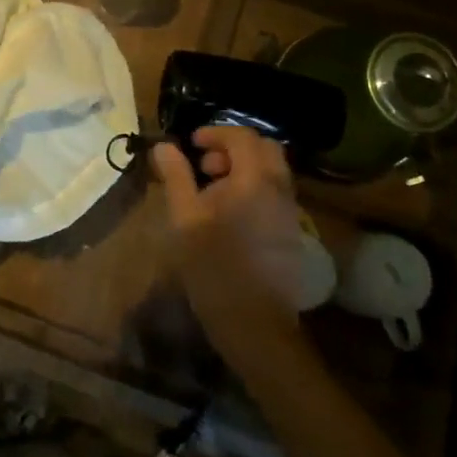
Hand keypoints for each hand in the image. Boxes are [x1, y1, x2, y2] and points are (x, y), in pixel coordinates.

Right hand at [151, 127, 310, 362]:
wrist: (254, 323)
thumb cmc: (213, 267)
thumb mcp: (184, 218)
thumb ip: (176, 176)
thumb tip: (164, 146)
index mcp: (254, 180)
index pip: (242, 136)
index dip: (216, 133)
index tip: (191, 144)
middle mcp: (280, 189)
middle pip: (264, 148)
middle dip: (233, 148)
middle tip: (204, 166)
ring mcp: (290, 211)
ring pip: (272, 171)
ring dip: (244, 168)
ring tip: (212, 191)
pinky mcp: (292, 231)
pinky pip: (275, 192)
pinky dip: (254, 187)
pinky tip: (229, 214)